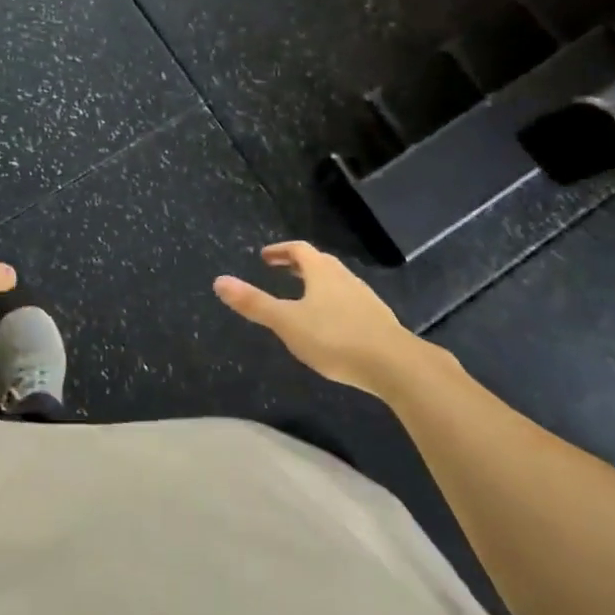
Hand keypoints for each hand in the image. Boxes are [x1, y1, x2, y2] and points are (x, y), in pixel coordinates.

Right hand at [214, 241, 452, 395]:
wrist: (395, 364)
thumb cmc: (335, 338)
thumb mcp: (286, 322)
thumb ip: (254, 303)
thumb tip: (219, 281)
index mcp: (321, 272)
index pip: (299, 250)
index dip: (281, 250)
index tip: (265, 257)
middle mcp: (344, 277)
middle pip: (319, 263)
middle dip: (298, 265)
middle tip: (281, 270)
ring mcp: (364, 298)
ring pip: (336, 282)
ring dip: (317, 283)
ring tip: (303, 296)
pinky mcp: (377, 320)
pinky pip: (349, 301)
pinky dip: (333, 302)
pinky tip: (331, 324)